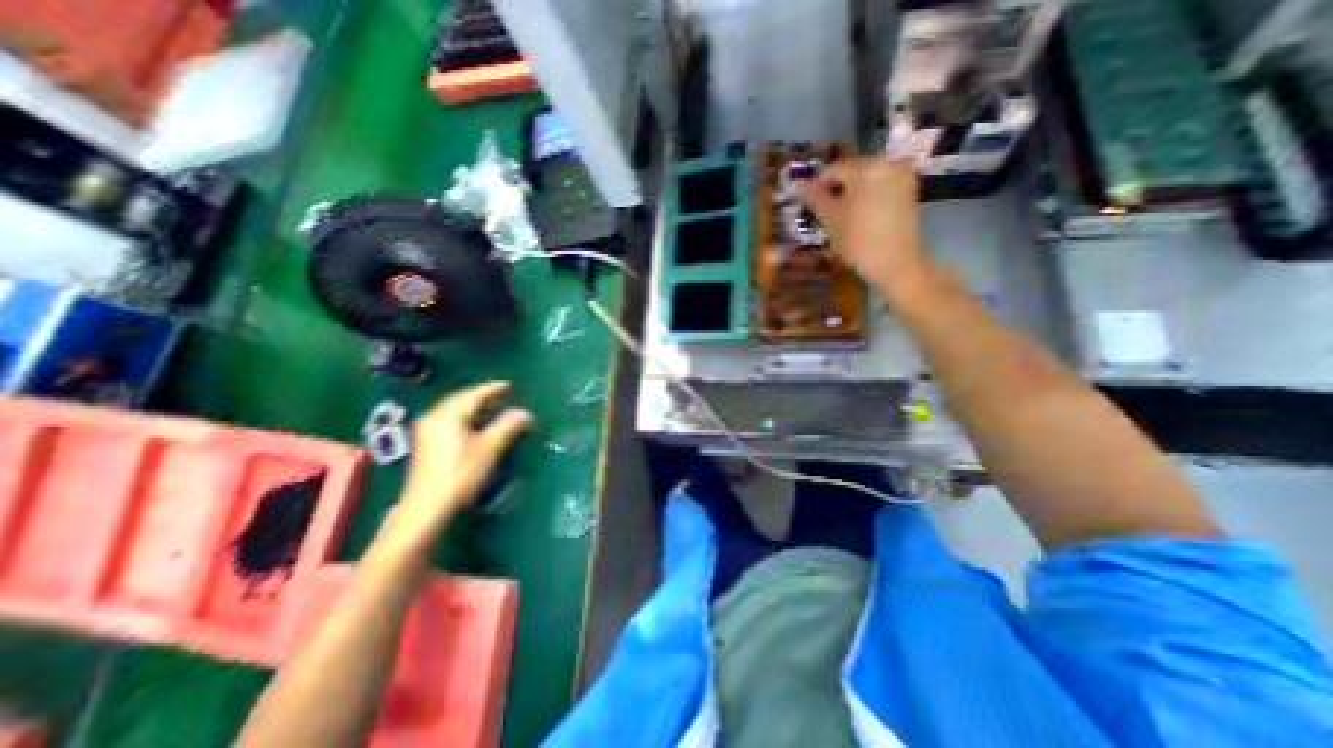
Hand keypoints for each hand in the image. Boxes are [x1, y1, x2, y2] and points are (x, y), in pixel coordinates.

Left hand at [374, 386, 531, 555]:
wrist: (426, 507)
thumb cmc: (460, 475)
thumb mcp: (488, 449)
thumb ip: (507, 426)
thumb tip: (525, 412)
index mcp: (448, 415)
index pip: (474, 394)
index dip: (493, 389)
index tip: (510, 385)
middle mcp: (435, 416)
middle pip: (463, 399)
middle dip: (484, 396)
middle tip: (505, 396)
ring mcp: (428, 428)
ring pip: (456, 409)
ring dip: (476, 406)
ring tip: (496, 407)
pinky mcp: (428, 441)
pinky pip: (451, 418)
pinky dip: (467, 416)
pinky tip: (478, 423)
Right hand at [795, 154, 930, 297]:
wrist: (895, 263)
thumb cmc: (857, 239)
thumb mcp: (830, 218)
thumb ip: (814, 197)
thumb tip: (798, 183)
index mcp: (867, 166)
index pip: (834, 169)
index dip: (817, 185)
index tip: (807, 202)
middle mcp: (888, 163)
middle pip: (853, 171)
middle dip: (836, 189)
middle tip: (822, 209)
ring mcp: (902, 177)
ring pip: (867, 180)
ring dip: (851, 193)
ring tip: (839, 215)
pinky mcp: (909, 192)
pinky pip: (881, 188)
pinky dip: (867, 197)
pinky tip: (859, 216)